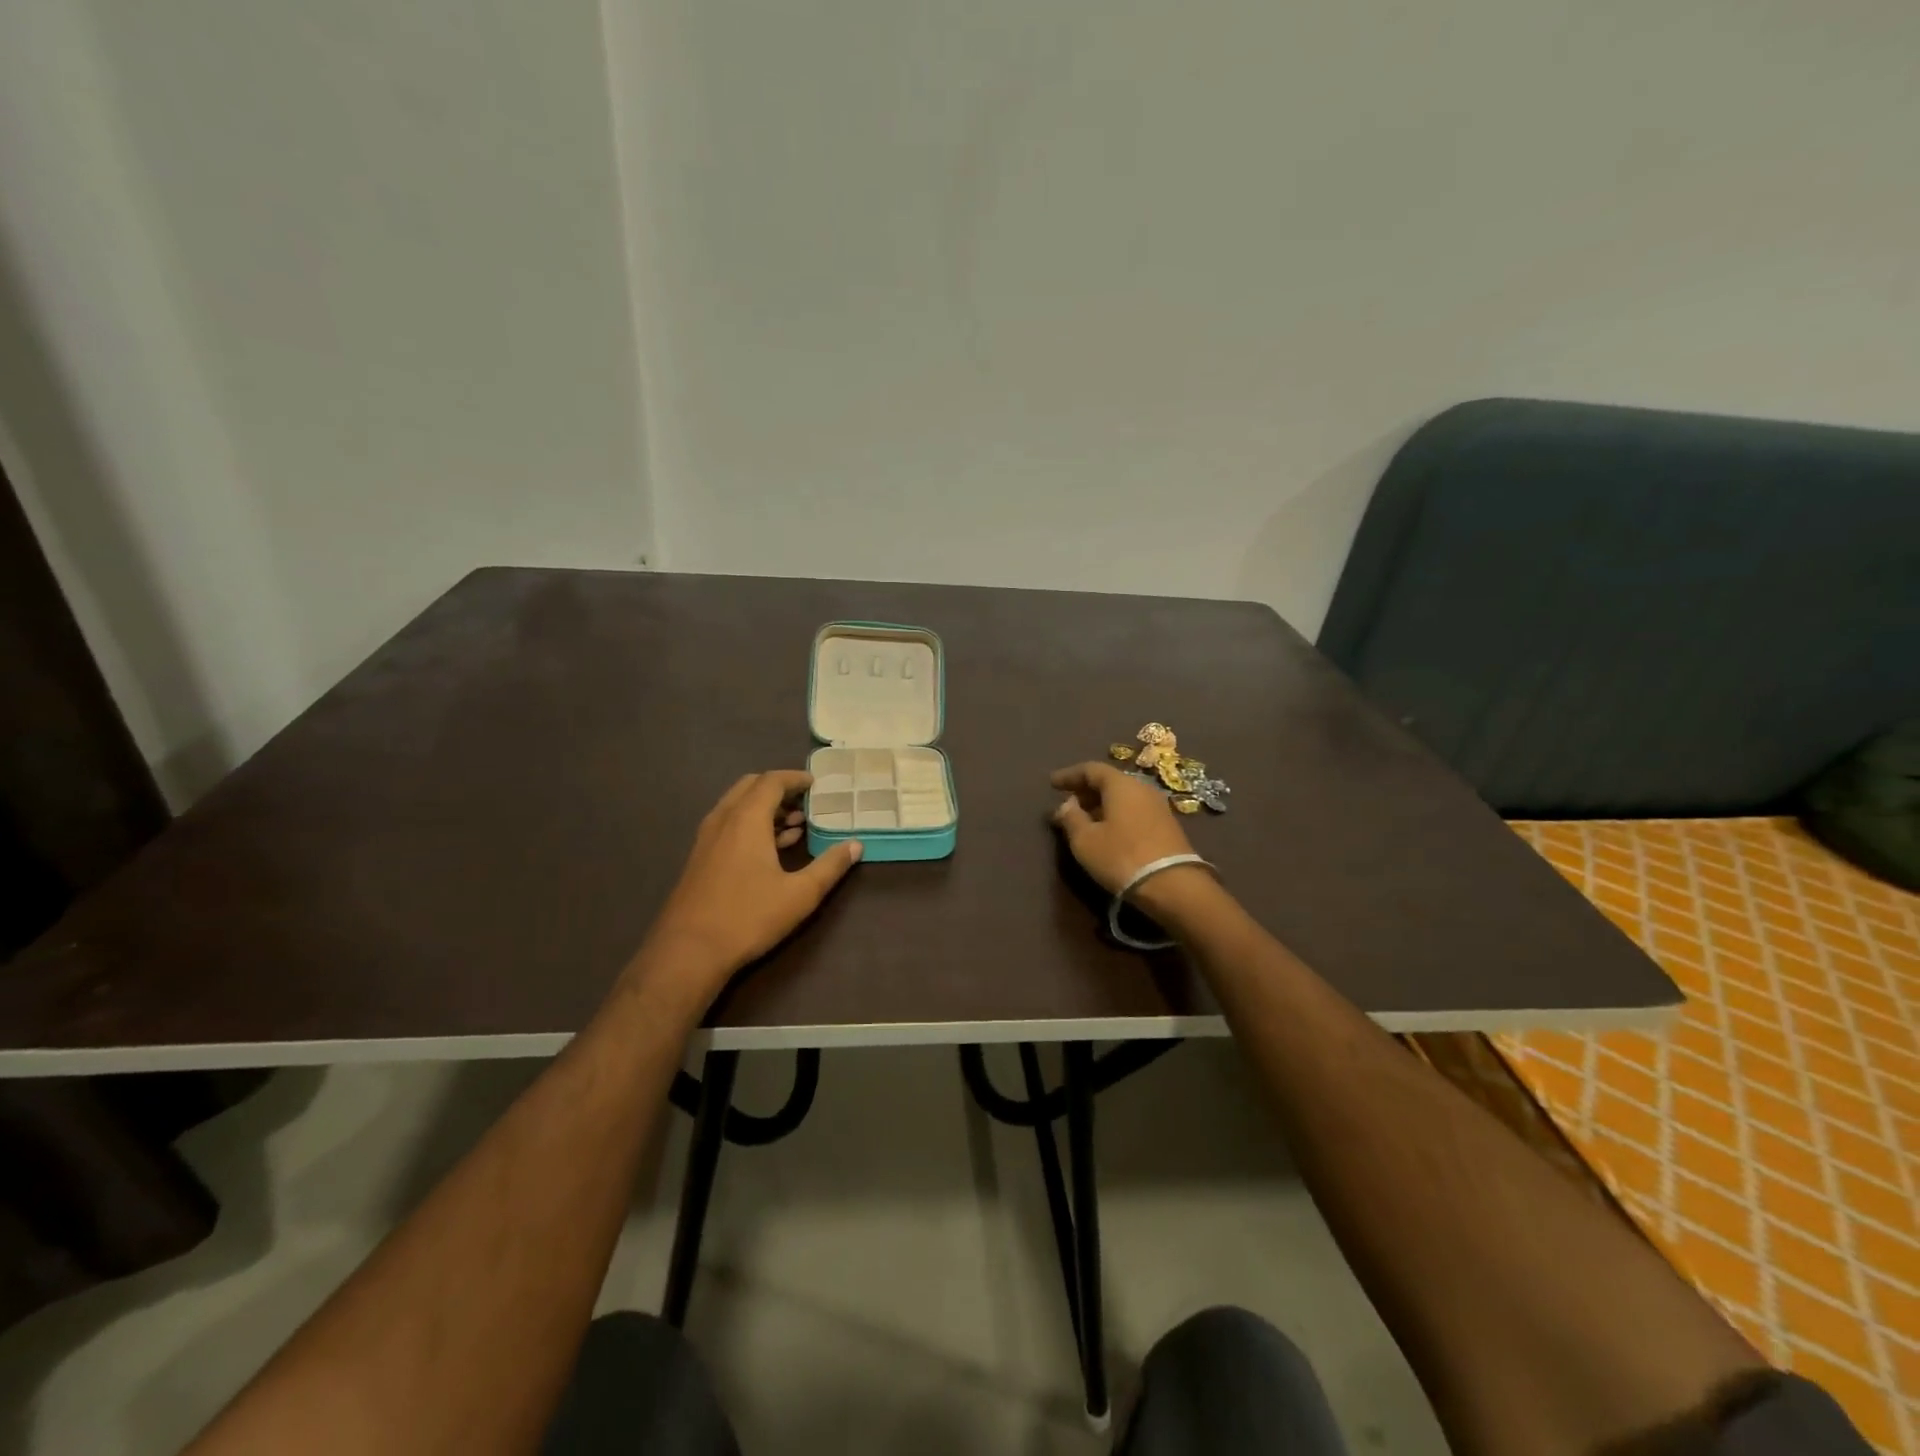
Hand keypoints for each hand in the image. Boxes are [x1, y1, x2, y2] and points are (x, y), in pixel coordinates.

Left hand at [644, 771, 861, 987]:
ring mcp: (707, 839)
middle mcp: (723, 820)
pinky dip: (751, 824)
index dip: (796, 778)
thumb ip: (830, 866)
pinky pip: (728, 825)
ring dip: (765, 808)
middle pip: (751, 787)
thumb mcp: (800, 894)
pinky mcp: (700, 858)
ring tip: (795, 826)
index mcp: (746, 819)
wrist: (687, 952)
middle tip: (806, 803)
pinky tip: (770, 850)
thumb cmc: (748, 917)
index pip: (771, 781)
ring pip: (737, 806)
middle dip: (780, 789)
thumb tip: (855, 846)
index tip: (817, 784)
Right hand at [1049, 761, 1196, 894]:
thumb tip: (1067, 804)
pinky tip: (1106, 832)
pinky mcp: (1167, 826)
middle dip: (1085, 792)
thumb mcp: (1086, 840)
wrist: (1173, 885)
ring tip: (1083, 821)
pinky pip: (1134, 811)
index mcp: (1121, 785)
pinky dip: (1116, 815)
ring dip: (1100, 805)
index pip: (1091, 769)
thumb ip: (1071, 818)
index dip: (1069, 775)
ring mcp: (1158, 807)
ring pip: (1122, 798)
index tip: (1052, 784)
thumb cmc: (1121, 857)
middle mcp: (1142, 788)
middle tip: (1066, 806)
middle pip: (1109, 782)